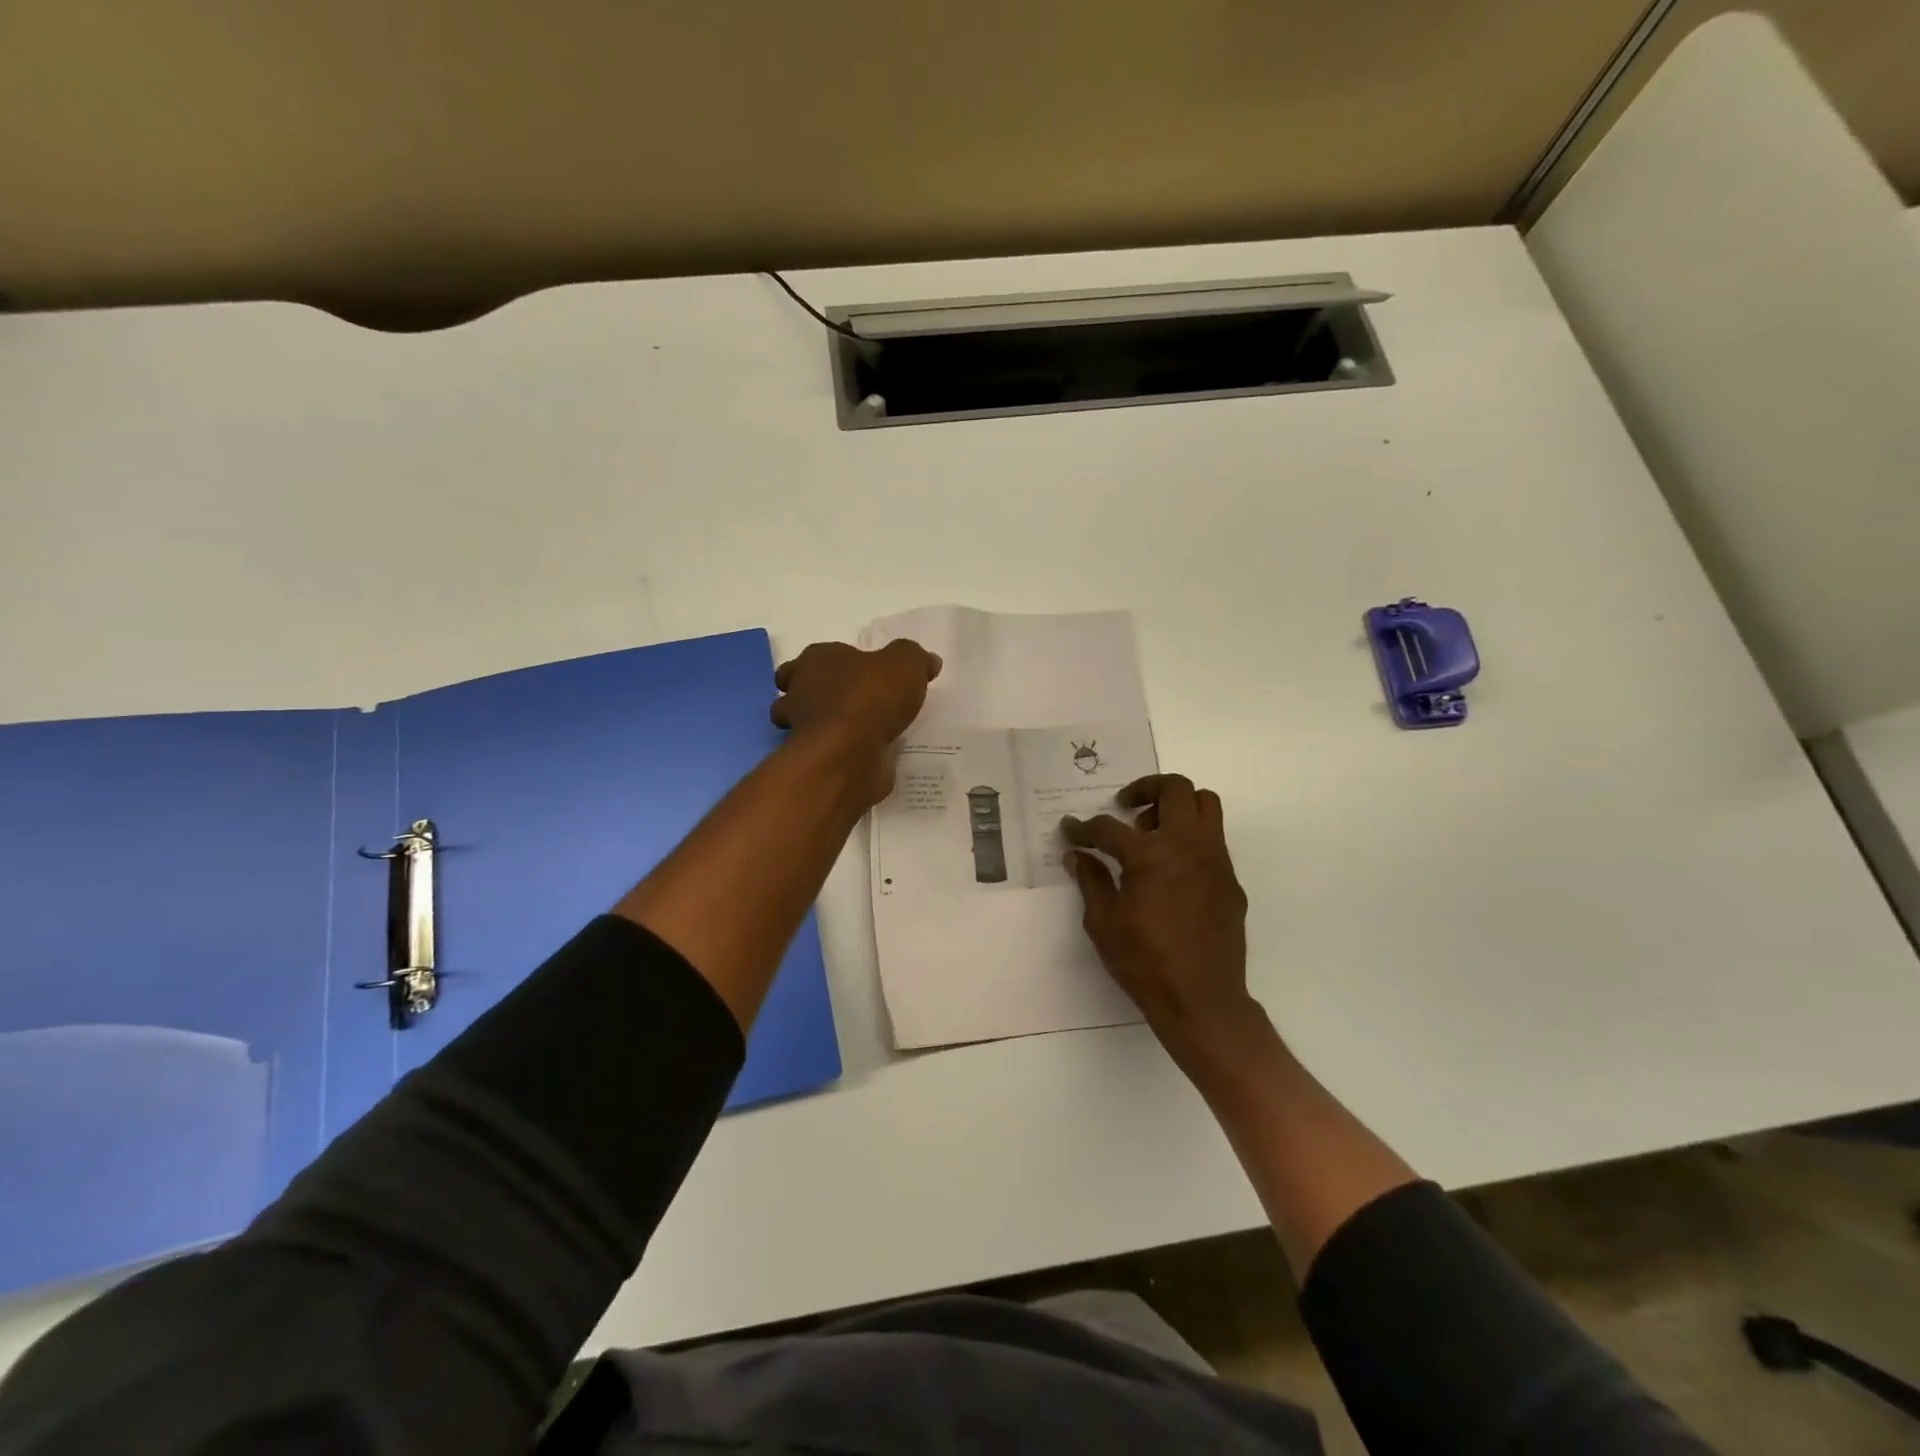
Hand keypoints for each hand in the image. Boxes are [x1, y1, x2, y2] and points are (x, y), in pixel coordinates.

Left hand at [771, 640, 941, 801]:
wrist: (850, 753)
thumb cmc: (871, 697)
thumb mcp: (906, 663)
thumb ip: (915, 658)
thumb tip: (929, 661)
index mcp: (816, 660)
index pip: (813, 657)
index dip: (831, 664)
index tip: (856, 674)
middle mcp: (800, 691)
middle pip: (801, 690)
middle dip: (819, 696)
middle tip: (854, 704)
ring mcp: (801, 730)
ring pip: (807, 724)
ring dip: (826, 727)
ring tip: (862, 732)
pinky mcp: (812, 761)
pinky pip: (825, 753)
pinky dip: (839, 754)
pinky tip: (867, 755)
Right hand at [1063, 774, 1257, 1065]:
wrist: (1202, 1000)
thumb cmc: (1145, 962)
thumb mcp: (1103, 922)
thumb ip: (1090, 880)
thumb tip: (1077, 855)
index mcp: (1150, 855)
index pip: (1109, 828)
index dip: (1084, 828)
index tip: (1070, 830)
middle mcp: (1187, 845)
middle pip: (1175, 788)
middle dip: (1145, 788)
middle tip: (1126, 808)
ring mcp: (1215, 860)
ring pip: (1205, 805)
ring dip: (1176, 806)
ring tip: (1151, 832)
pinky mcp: (1230, 879)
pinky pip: (1213, 840)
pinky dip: (1190, 838)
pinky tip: (1171, 870)